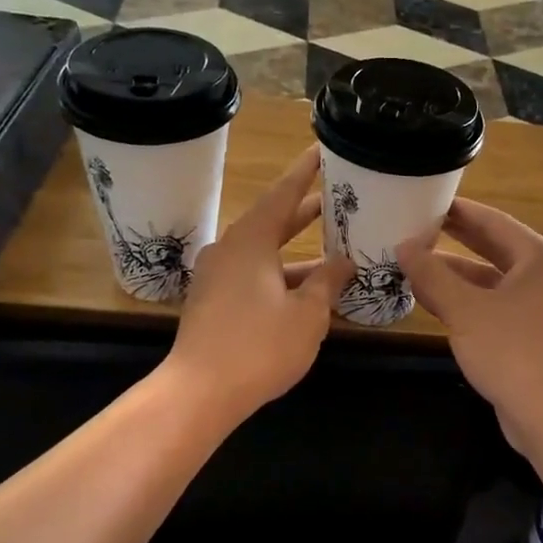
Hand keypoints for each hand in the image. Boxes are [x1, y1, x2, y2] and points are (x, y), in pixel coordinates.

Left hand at [167, 148, 352, 421]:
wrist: (199, 392)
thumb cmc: (259, 346)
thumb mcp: (307, 314)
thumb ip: (327, 282)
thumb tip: (344, 262)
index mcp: (251, 241)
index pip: (283, 195)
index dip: (305, 173)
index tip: (321, 150)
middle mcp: (229, 250)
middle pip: (272, 222)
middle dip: (304, 212)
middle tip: (335, 198)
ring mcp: (217, 277)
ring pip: (263, 254)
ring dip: (295, 251)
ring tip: (332, 247)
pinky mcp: (213, 303)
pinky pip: (252, 276)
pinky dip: (280, 276)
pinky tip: (305, 290)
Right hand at [397, 199, 542, 444]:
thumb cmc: (513, 350)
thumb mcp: (465, 309)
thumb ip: (432, 276)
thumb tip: (403, 247)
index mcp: (537, 258)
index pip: (492, 221)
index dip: (457, 210)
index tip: (424, 200)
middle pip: (492, 249)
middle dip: (454, 241)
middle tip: (415, 229)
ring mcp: (539, 310)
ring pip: (489, 283)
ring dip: (454, 277)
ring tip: (413, 268)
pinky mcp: (531, 338)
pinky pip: (492, 309)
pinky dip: (465, 303)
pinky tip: (433, 305)